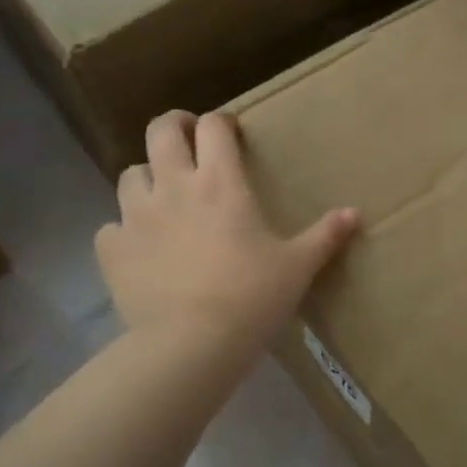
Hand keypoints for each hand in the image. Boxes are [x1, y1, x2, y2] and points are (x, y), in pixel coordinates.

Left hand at [95, 111, 359, 349]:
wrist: (192, 344)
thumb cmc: (252, 297)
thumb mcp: (297, 266)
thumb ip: (325, 235)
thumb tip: (355, 213)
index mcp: (221, 183)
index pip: (213, 127)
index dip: (220, 122)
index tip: (229, 133)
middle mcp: (174, 187)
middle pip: (161, 131)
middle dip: (174, 127)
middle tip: (188, 141)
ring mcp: (136, 216)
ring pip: (130, 174)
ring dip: (147, 178)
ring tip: (162, 197)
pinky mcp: (113, 249)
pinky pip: (111, 226)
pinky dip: (124, 230)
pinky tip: (140, 247)